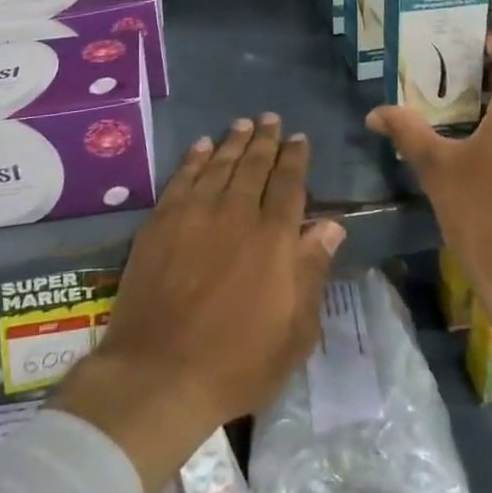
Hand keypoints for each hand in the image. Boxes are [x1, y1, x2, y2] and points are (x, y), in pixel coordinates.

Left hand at [54, 115, 345, 492]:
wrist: (160, 373)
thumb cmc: (237, 362)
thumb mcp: (295, 331)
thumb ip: (312, 270)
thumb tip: (331, 225)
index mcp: (274, 237)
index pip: (289, 184)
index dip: (295, 158)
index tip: (299, 138)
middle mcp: (236, 213)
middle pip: (254, 165)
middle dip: (266, 140)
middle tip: (271, 119)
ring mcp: (195, 213)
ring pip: (219, 164)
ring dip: (233, 141)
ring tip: (243, 124)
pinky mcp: (161, 221)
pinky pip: (182, 177)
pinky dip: (194, 157)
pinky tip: (201, 145)